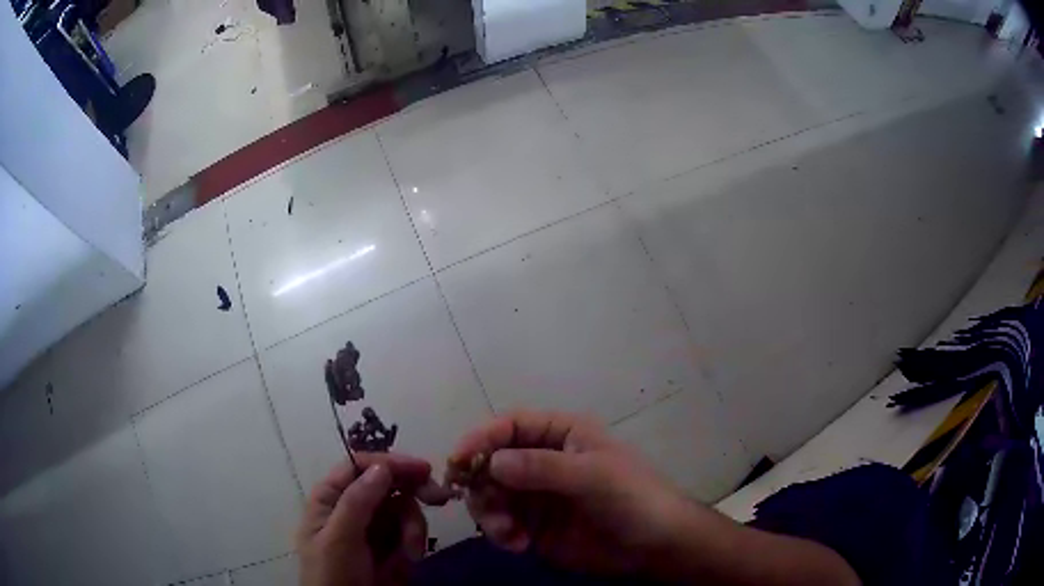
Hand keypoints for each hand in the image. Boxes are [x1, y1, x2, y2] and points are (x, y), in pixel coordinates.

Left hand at [298, 453, 454, 585]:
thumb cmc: (333, 574)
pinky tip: (411, 557)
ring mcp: (373, 527)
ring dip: (413, 526)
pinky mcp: (391, 546)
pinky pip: (410, 531)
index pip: (359, 466)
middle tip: (439, 497)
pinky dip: (415, 541)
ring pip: (404, 508)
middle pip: (388, 484)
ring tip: (411, 551)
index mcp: (331, 498)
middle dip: (412, 492)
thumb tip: (382, 467)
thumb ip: (358, 501)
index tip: (423, 469)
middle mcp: (352, 506)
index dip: (390, 463)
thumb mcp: (339, 538)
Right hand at [447, 411, 695, 575]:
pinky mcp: (533, 525)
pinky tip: (518, 545)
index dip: (481, 437)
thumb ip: (542, 468)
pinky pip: (500, 523)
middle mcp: (542, 460)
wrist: (654, 545)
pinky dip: (500, 532)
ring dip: (488, 512)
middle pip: (491, 461)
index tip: (457, 459)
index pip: (511, 425)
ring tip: (507, 533)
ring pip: (489, 494)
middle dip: (480, 483)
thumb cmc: (633, 497)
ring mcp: (535, 495)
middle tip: (483, 505)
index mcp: (561, 434)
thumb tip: (491, 463)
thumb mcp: (593, 475)